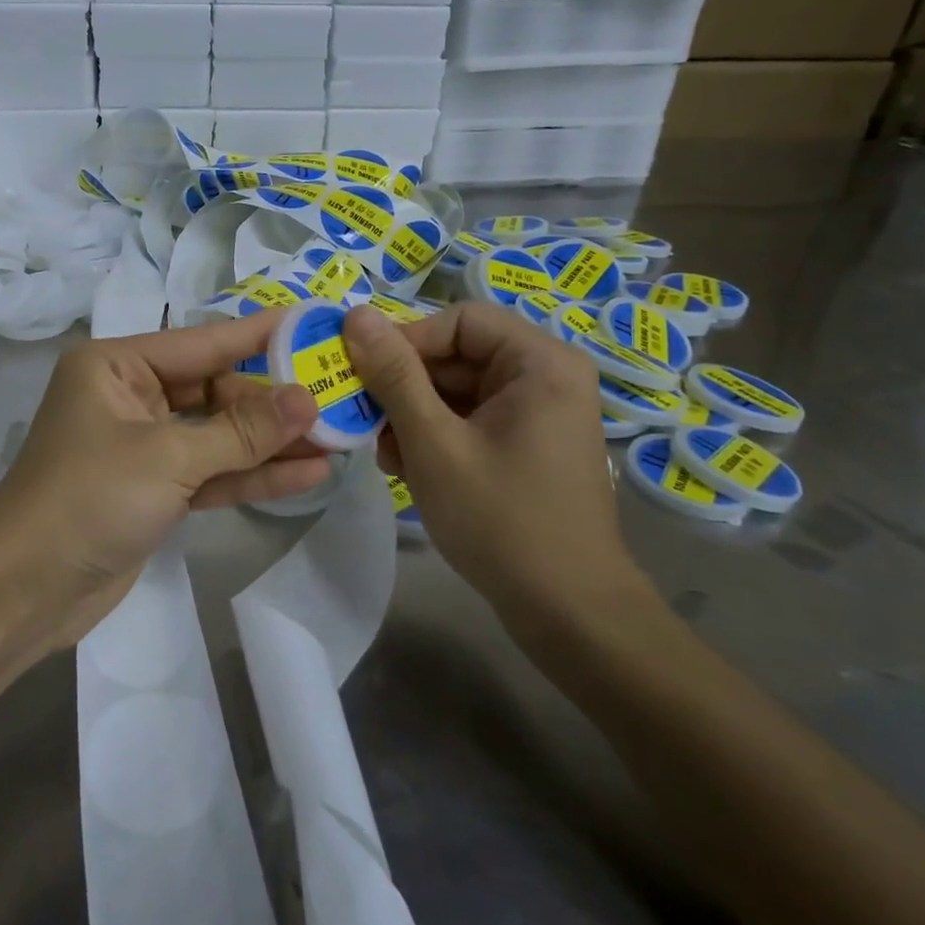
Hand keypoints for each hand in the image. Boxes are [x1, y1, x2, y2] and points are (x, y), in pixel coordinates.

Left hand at [0, 311, 326, 648]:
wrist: (25, 591)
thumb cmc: (89, 499)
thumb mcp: (169, 458)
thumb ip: (241, 431)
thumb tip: (308, 399)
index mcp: (117, 366)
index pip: (202, 342)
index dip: (259, 335)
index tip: (312, 323)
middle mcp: (130, 397)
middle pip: (214, 390)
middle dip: (273, 402)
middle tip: (337, 398)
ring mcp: (143, 446)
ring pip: (217, 435)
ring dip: (270, 442)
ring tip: (337, 440)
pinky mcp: (154, 490)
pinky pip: (210, 472)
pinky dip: (251, 475)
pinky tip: (306, 474)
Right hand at [342, 302, 650, 655]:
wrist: (567, 611)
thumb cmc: (500, 518)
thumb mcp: (433, 442)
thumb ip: (394, 375)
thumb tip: (356, 313)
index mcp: (540, 362)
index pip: (458, 320)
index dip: (406, 341)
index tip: (365, 377)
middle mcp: (547, 375)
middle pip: (458, 354)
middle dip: (406, 387)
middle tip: (366, 421)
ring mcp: (540, 412)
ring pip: (458, 388)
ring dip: (414, 414)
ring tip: (387, 455)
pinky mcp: (529, 442)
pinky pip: (472, 417)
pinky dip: (437, 434)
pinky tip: (409, 468)